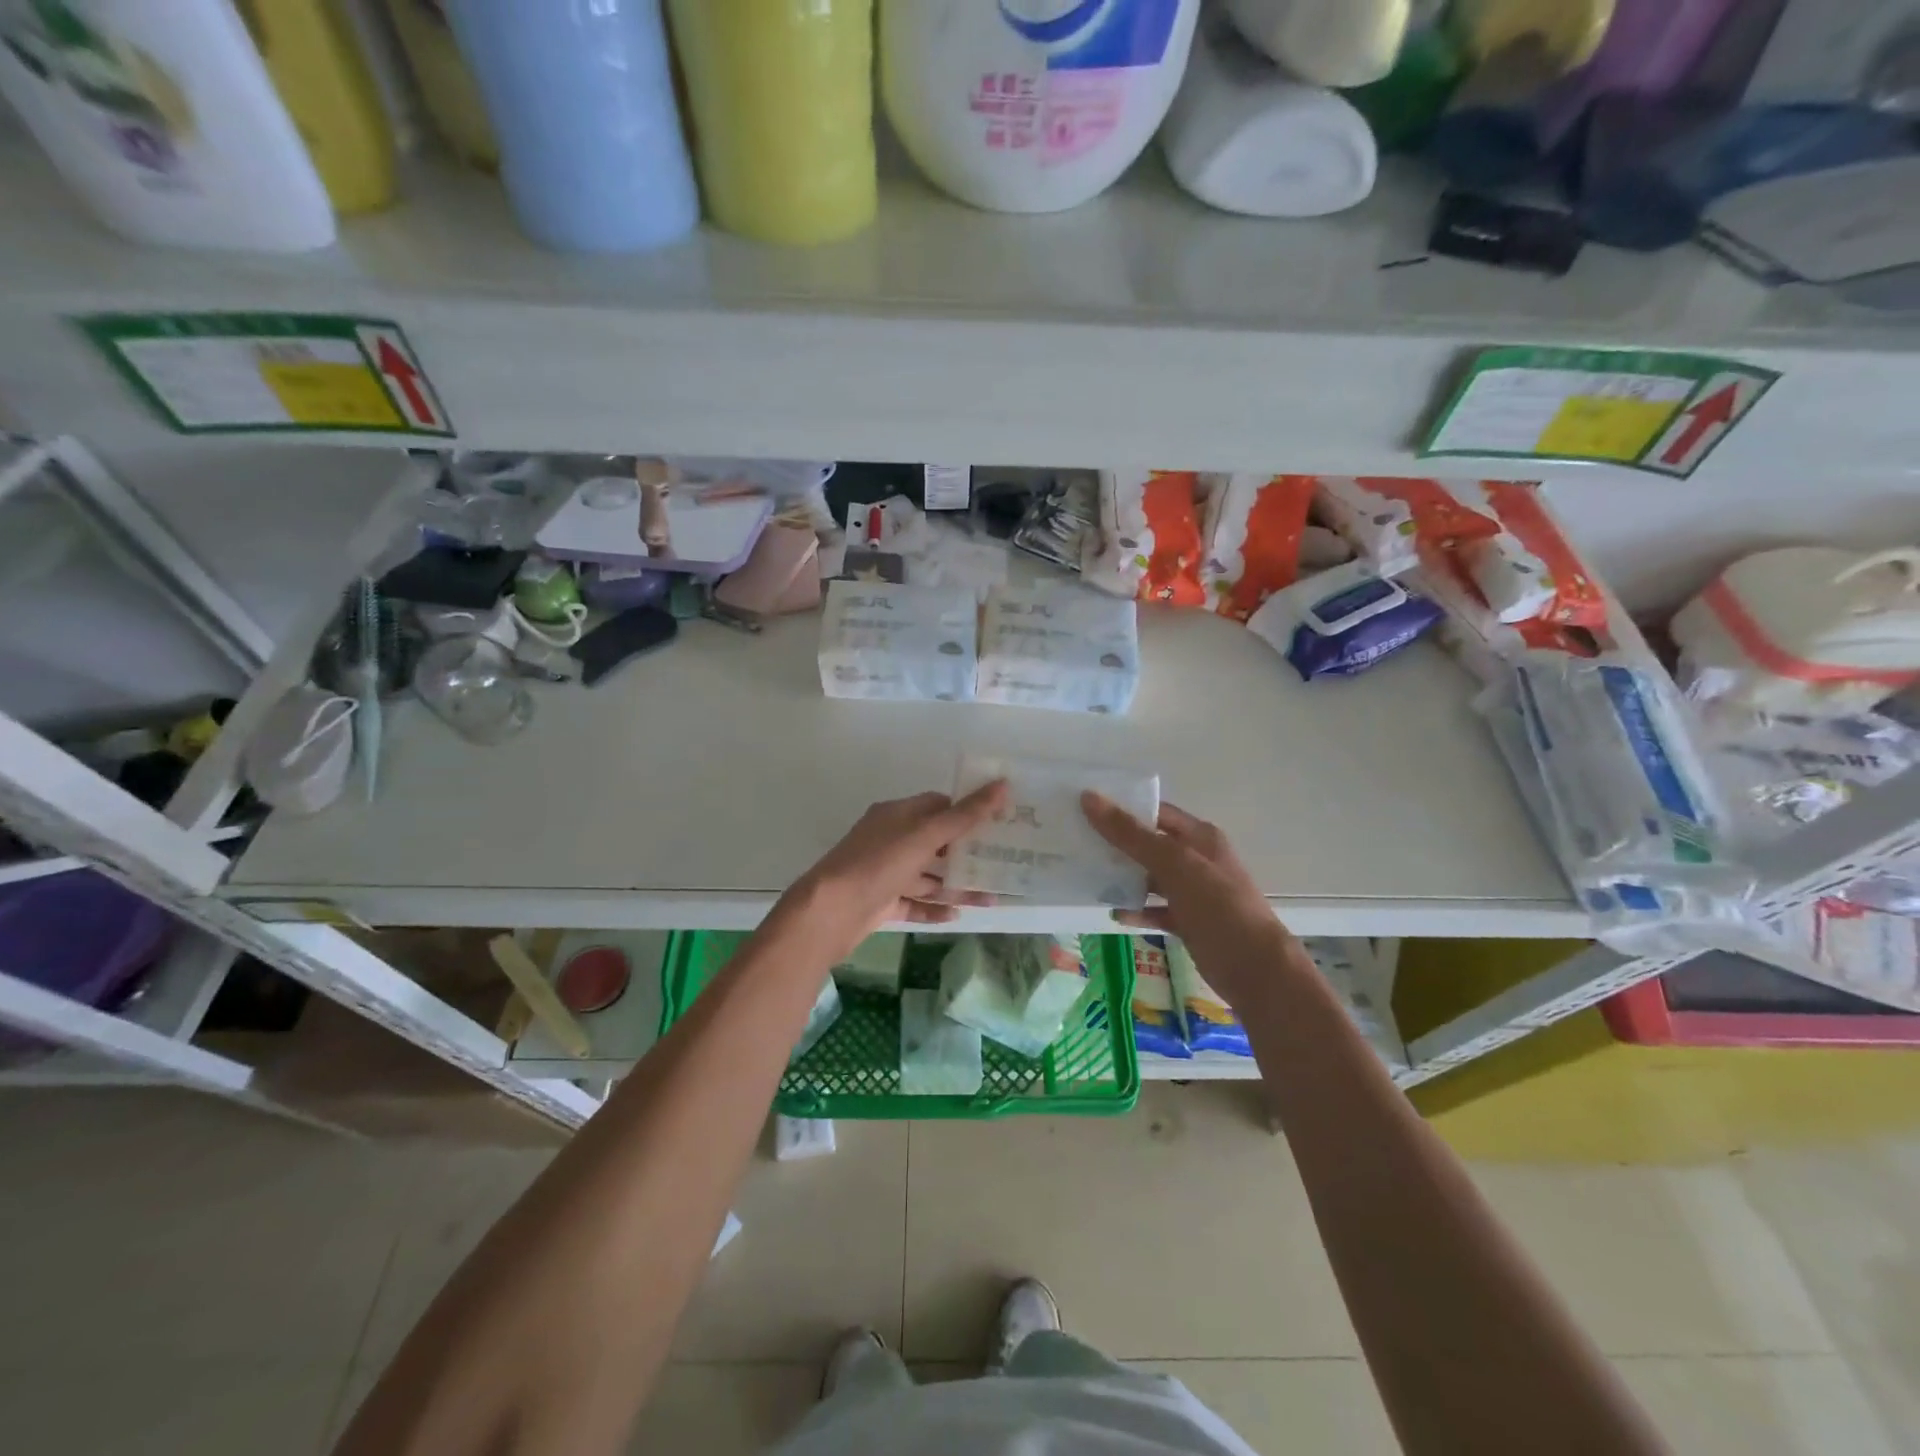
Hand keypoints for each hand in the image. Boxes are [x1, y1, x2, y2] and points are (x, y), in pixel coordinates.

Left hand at [780, 782, 1008, 962]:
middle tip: (1002, 862)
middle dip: (967, 853)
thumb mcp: (924, 835)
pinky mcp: (881, 903)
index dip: (966, 811)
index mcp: (897, 815)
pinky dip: (934, 908)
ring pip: (928, 877)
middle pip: (936, 843)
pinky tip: (958, 915)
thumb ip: (965, 815)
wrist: (829, 912)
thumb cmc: (878, 864)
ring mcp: (885, 874)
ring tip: (991, 897)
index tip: (998, 822)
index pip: (937, 805)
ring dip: (957, 886)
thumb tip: (1002, 784)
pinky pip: (914, 903)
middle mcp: (890, 840)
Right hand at [1081, 793, 1299, 1007]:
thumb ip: (1130, 834)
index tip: (1085, 809)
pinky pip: (1156, 910)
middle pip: (1150, 845)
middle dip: (1117, 844)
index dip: (1123, 808)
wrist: (1256, 970)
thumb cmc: (1218, 906)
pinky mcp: (1190, 922)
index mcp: (1200, 837)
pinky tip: (1115, 913)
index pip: (1156, 812)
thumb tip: (1089, 798)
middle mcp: (1197, 860)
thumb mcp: (1173, 864)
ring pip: (1151, 878)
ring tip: (1087, 875)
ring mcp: (1194, 892)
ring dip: (1124, 878)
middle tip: (1076, 842)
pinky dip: (1138, 910)